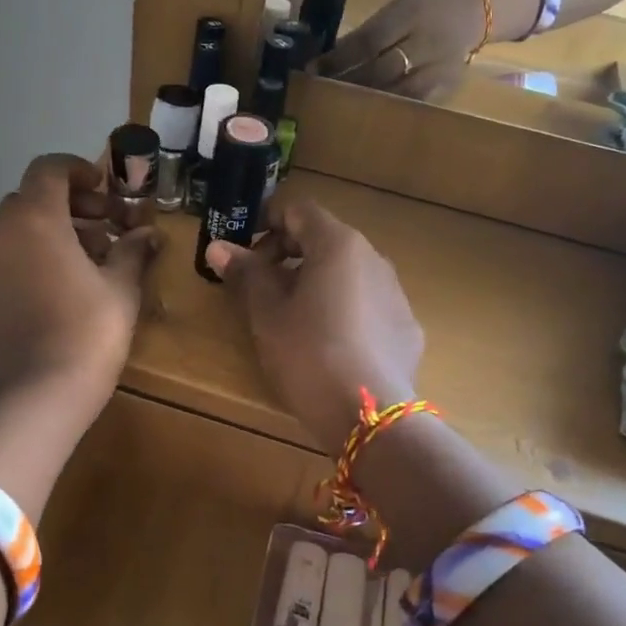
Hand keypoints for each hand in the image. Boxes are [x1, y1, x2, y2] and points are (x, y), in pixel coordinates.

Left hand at [0, 154, 159, 403]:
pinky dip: (26, 259)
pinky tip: (53, 288)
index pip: (49, 169)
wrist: (41, 389)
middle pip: (31, 199)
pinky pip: (1, 260)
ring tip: (83, 262)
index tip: (104, 190)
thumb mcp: (121, 285)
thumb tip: (148, 234)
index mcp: (35, 217)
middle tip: (103, 229)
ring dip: (47, 233)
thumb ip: (132, 249)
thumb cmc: (90, 327)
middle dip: (69, 207)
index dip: (78, 170)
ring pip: (14, 230)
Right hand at [202, 199, 424, 454]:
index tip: (245, 252)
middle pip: (325, 240)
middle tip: (260, 288)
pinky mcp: (407, 328)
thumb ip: (246, 273)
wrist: (368, 414)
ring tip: (292, 319)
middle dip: (288, 256)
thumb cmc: (307, 353)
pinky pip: (368, 305)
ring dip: (317, 283)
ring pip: (348, 274)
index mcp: (338, 244)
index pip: (299, 211)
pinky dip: (344, 311)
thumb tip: (218, 246)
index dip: (267, 224)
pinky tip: (329, 346)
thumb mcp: (266, 313)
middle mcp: (373, 258)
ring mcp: (396, 293)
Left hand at [317, 0, 485, 100]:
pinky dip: (391, 110)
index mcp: (409, 14)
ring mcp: (440, 67)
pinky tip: (372, 116)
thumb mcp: (397, 8)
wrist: (475, 12)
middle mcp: (426, 41)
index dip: (338, 59)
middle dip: (349, 83)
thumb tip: (328, 60)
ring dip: (368, 101)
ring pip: (399, 91)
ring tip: (343, 107)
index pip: (368, 41)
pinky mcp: (448, 87)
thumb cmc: (424, 9)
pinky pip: (416, 104)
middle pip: (381, 70)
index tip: (314, 71)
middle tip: (323, 93)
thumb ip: (367, 33)